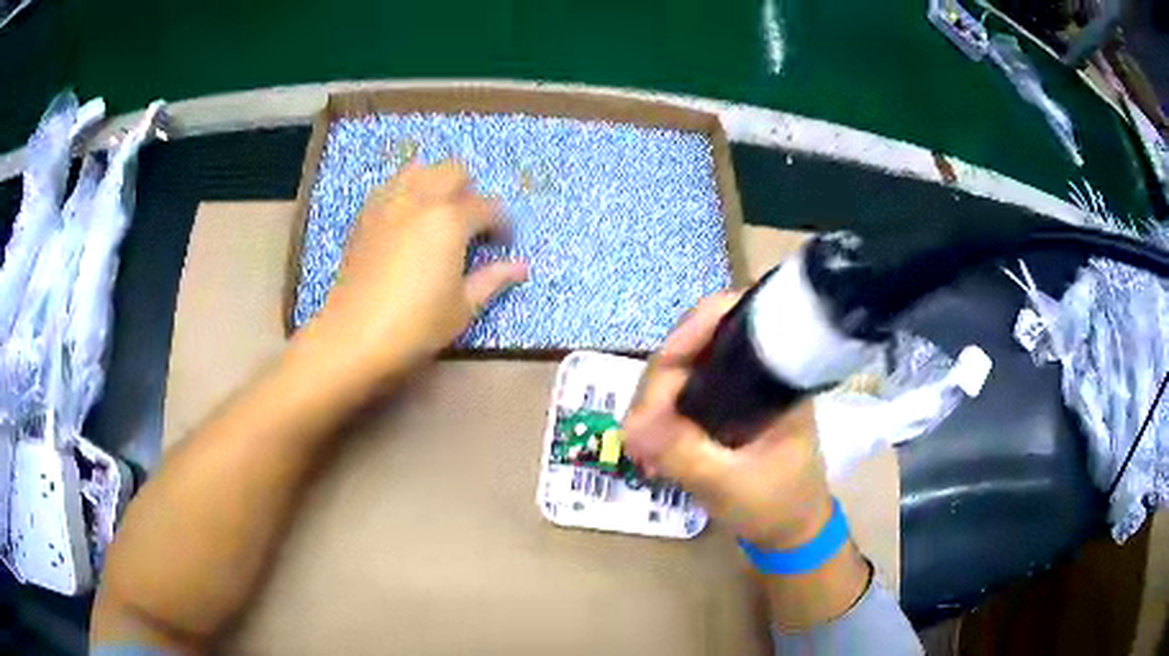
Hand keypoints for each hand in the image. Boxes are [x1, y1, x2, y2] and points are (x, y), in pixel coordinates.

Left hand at [306, 161, 527, 376]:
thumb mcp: (462, 307)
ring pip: (419, 169)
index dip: (502, 224)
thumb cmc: (416, 325)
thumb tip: (521, 266)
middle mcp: (421, 199)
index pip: (488, 207)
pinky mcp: (365, 216)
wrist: (354, 336)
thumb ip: (493, 279)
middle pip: (453, 171)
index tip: (503, 243)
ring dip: (435, 182)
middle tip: (470, 224)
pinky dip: (406, 192)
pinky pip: (390, 186)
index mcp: (451, 219)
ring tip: (438, 212)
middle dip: (470, 191)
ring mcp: (389, 203)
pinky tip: (407, 218)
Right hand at [623, 293, 833, 550]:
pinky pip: (682, 393)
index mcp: (778, 373)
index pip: (734, 319)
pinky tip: (648, 444)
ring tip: (639, 442)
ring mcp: (739, 386)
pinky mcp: (725, 405)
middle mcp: (758, 368)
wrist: (792, 530)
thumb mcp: (729, 484)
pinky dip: (660, 414)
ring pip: (683, 369)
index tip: (663, 365)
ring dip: (654, 401)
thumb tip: (629, 426)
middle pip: (697, 343)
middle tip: (637, 428)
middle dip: (660, 380)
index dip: (693, 329)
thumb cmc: (776, 505)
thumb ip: (682, 453)